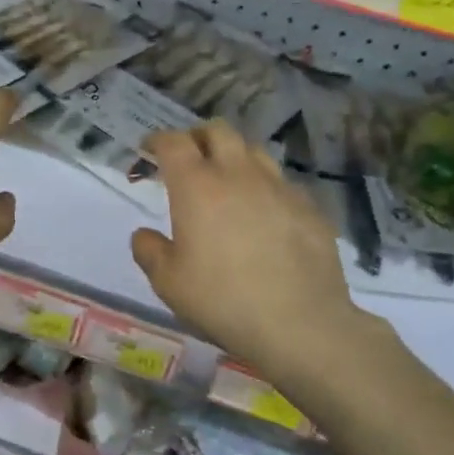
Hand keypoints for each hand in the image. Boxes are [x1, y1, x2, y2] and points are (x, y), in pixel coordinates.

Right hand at [130, 120, 363, 373]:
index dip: (158, 139)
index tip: (149, 148)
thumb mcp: (168, 283)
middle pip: (217, 131)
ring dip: (234, 156)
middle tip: (188, 159)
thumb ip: (149, 252)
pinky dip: (264, 187)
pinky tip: (264, 214)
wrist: (299, 323)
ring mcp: (279, 188)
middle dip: (197, 137)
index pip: (174, 143)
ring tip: (227, 180)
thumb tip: (144, 235)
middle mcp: (238, 175)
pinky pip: (282, 183)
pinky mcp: (309, 207)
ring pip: (254, 151)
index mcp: (197, 186)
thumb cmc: (221, 300)